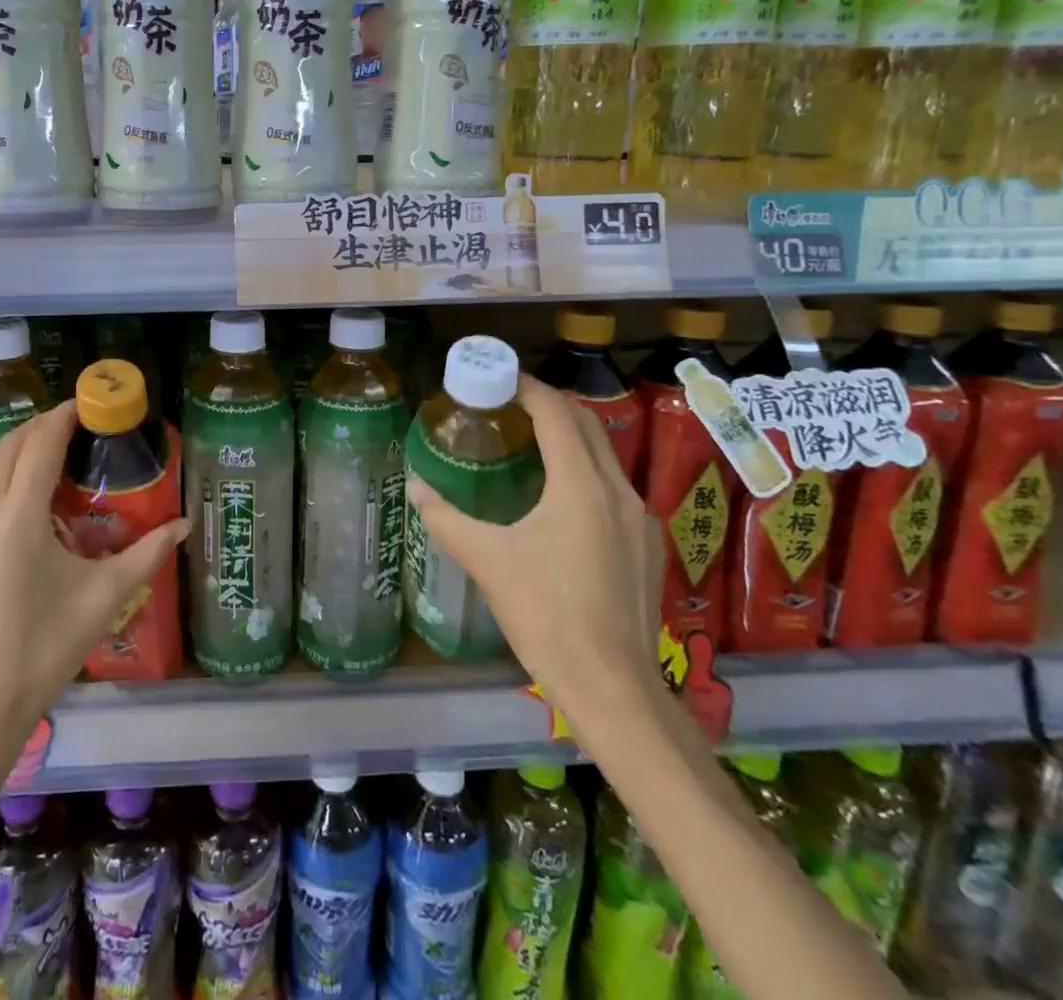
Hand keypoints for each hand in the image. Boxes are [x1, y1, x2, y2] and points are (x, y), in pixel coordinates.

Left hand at [0, 400, 188, 754]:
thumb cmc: (45, 650)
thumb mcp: (103, 598)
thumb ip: (147, 554)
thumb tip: (185, 524)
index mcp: (17, 517)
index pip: (42, 443)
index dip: (65, 416)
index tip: (87, 403)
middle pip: (10, 447)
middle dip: (42, 427)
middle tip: (75, 426)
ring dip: (20, 462)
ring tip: (54, 476)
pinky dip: (1, 498)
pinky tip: (22, 529)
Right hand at [407, 374, 664, 721]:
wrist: (611, 686)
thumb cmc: (544, 615)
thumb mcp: (486, 560)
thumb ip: (445, 518)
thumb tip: (416, 488)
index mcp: (581, 486)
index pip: (556, 413)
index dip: (527, 387)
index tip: (496, 377)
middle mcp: (618, 491)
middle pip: (586, 424)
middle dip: (549, 403)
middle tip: (507, 400)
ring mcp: (640, 518)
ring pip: (604, 454)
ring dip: (568, 435)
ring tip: (527, 440)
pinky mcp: (646, 544)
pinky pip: (613, 485)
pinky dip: (583, 468)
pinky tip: (557, 494)